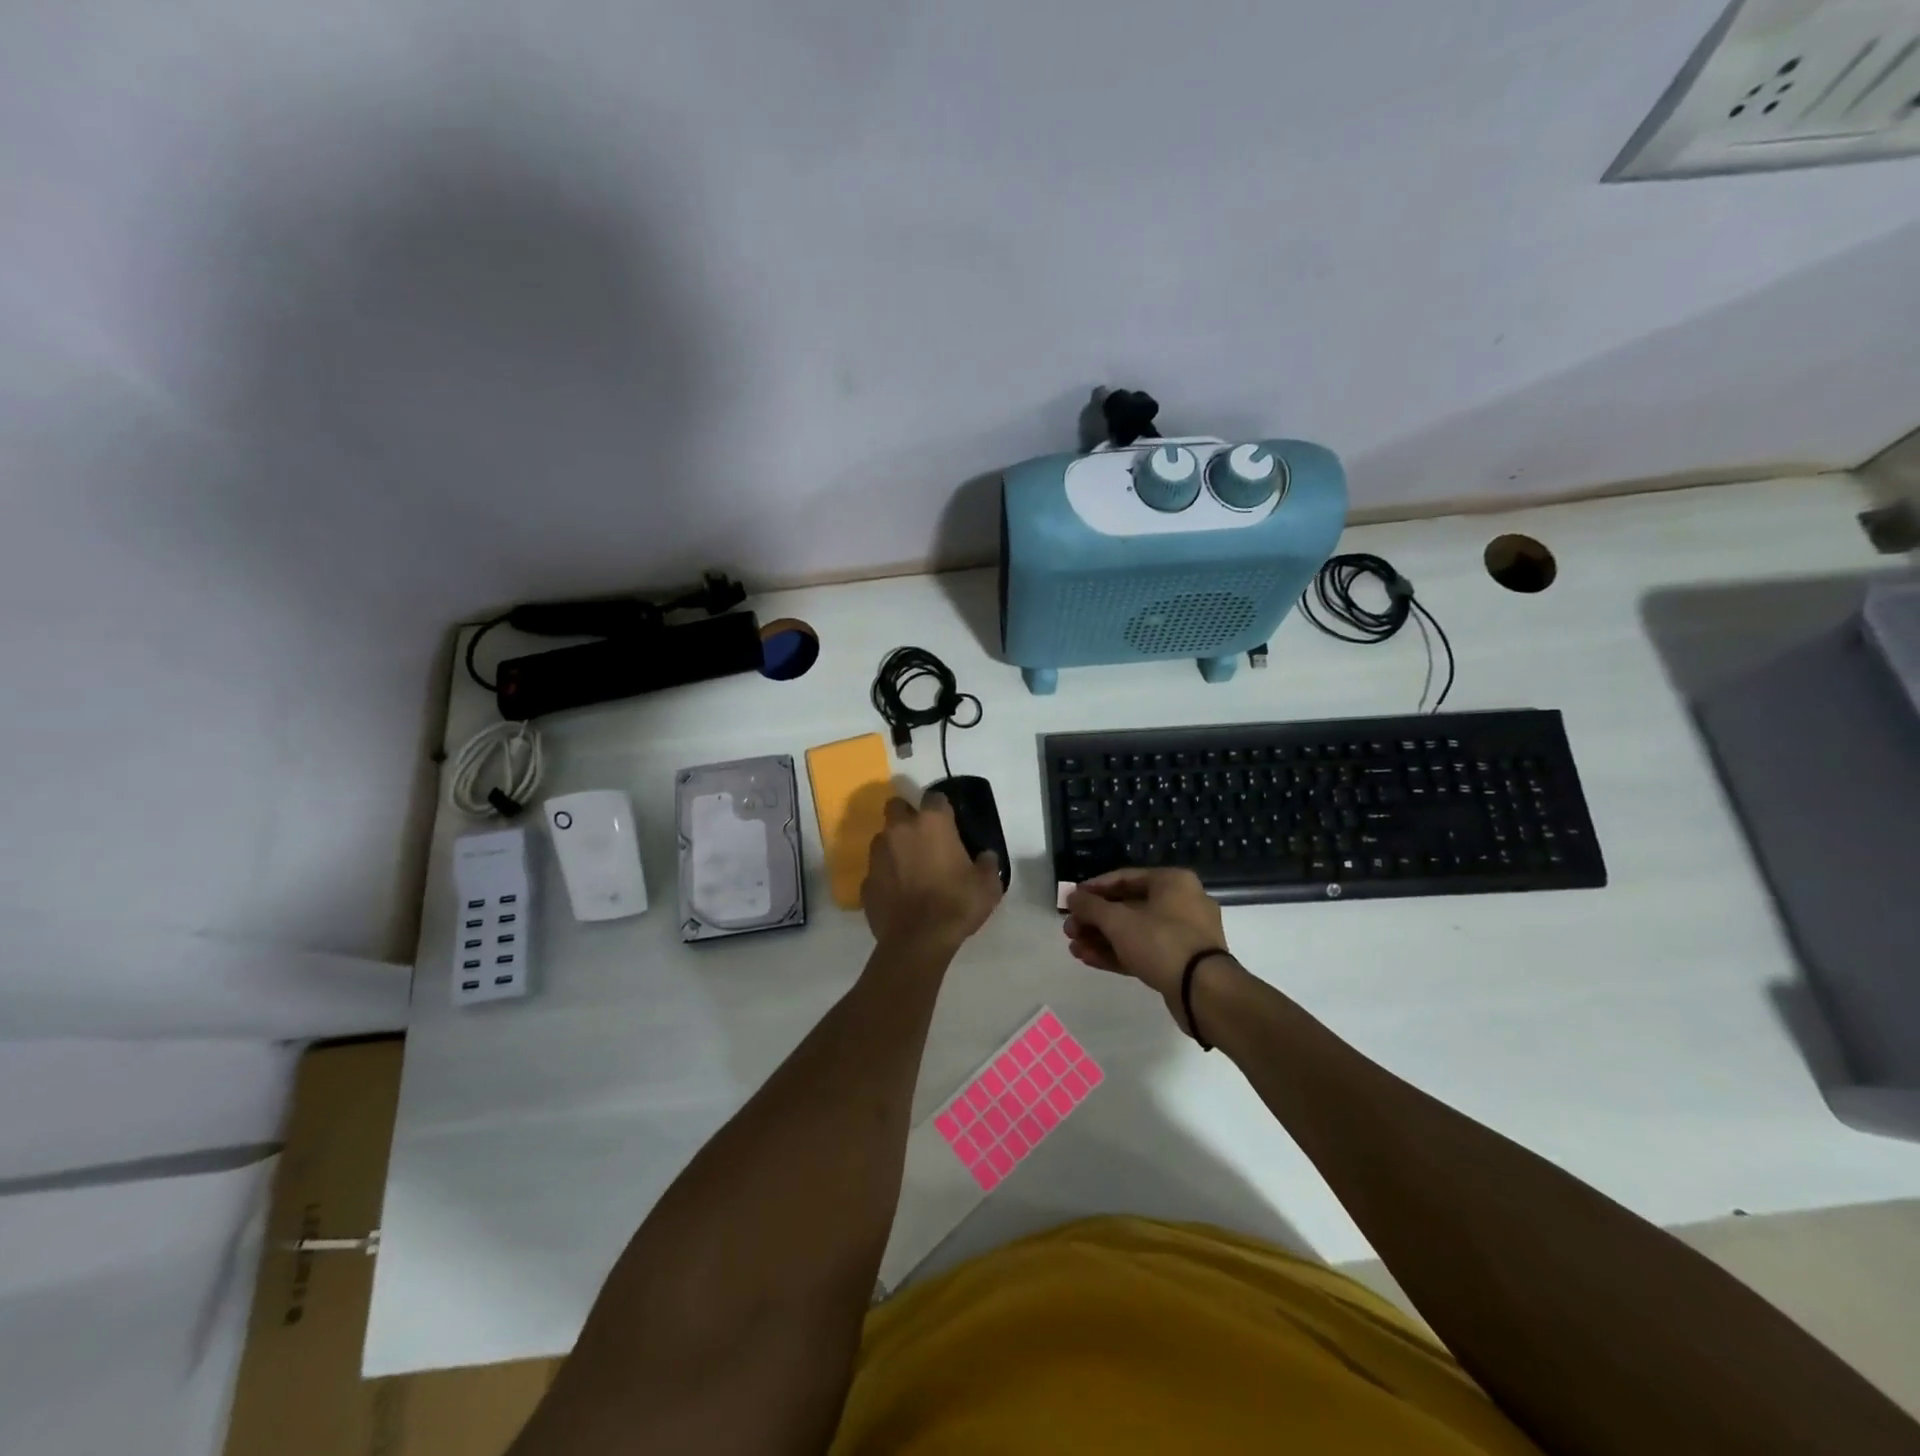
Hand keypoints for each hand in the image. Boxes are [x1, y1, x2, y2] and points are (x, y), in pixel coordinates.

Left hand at [861, 791, 1003, 951]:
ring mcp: (878, 855)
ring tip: (910, 866)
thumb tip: (985, 857)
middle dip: (907, 815)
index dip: (942, 808)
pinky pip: (877, 869)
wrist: (917, 942)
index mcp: (931, 823)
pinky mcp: (866, 881)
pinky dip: (886, 875)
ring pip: (883, 837)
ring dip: (894, 845)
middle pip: (897, 806)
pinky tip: (898, 892)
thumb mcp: (987, 885)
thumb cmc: (956, 905)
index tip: (950, 822)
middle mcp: (899, 830)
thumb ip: (988, 864)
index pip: (935, 797)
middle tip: (923, 837)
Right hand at [1063, 869, 1235, 1027]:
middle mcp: (1182, 902)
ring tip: (1074, 947)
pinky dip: (1118, 953)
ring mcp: (1184, 934)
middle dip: (1095, 919)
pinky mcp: (1180, 962)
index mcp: (1173, 882)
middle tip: (1070, 929)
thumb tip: (1072, 897)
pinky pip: (1144, 951)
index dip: (1094, 888)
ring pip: (1135, 931)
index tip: (1071, 900)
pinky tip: (1089, 959)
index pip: (1125, 878)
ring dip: (1102, 938)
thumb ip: (1091, 907)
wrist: (1203, 992)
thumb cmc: (1161, 942)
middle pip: (1128, 906)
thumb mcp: (1119, 921)